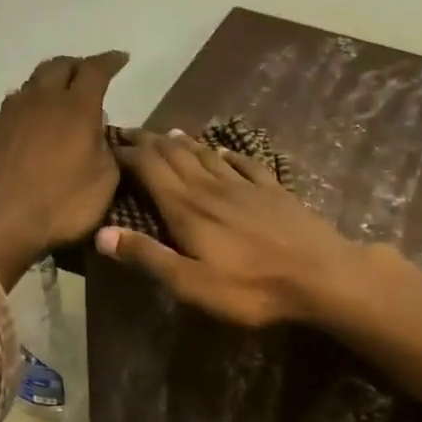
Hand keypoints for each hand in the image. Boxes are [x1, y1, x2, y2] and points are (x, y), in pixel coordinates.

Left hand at [0, 51, 129, 287]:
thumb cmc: (60, 205)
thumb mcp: (104, 184)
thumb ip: (107, 152)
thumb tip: (100, 137)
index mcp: (75, 108)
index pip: (95, 70)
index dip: (110, 61)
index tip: (121, 59)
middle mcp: (41, 100)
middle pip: (59, 66)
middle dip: (78, 65)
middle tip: (90, 74)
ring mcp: (10, 115)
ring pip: (33, 83)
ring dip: (50, 83)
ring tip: (61, 96)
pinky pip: (14, 109)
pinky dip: (29, 109)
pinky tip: (33, 125)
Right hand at [94, 129, 361, 326]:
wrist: (320, 275)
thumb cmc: (251, 288)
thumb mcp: (191, 284)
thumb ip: (148, 257)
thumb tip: (102, 233)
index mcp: (187, 208)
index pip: (150, 168)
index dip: (128, 153)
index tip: (109, 145)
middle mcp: (212, 187)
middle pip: (175, 154)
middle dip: (150, 142)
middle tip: (131, 133)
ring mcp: (246, 185)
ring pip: (208, 154)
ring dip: (184, 143)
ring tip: (168, 135)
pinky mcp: (274, 190)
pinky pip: (245, 163)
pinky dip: (228, 154)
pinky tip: (224, 151)